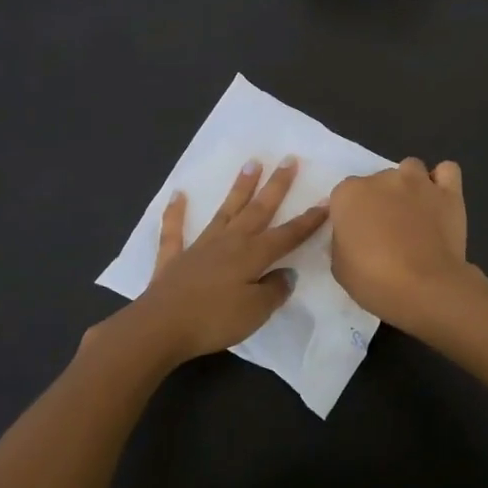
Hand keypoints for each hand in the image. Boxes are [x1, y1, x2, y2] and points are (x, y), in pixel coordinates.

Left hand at [129, 157, 328, 362]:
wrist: (161, 327)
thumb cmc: (214, 320)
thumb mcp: (256, 311)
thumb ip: (274, 290)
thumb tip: (285, 274)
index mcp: (252, 255)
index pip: (287, 235)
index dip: (309, 220)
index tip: (327, 199)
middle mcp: (229, 242)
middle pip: (257, 210)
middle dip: (276, 186)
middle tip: (288, 160)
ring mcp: (199, 247)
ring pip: (224, 211)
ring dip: (239, 188)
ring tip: (251, 163)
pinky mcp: (174, 259)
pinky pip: (174, 231)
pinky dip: (176, 212)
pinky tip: (178, 194)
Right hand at [328, 158, 474, 331]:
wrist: (424, 287)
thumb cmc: (373, 280)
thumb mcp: (339, 265)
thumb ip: (342, 239)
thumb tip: (351, 234)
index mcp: (349, 194)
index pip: (344, 194)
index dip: (351, 214)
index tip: (357, 234)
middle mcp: (382, 178)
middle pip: (378, 180)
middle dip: (380, 200)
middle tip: (386, 229)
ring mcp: (418, 182)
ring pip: (411, 169)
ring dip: (409, 185)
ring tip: (413, 212)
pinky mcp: (448, 193)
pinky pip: (447, 171)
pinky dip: (442, 181)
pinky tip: (438, 200)